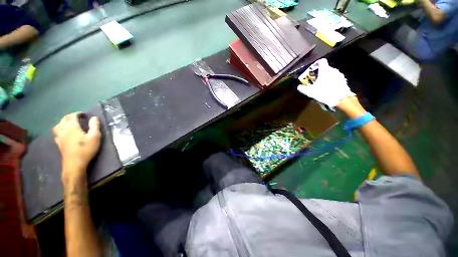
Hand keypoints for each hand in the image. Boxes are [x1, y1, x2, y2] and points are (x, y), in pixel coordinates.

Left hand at [53, 113, 100, 178]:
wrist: (75, 163)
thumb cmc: (86, 149)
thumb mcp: (95, 137)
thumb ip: (95, 126)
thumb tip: (94, 117)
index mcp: (72, 127)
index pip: (72, 116)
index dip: (78, 113)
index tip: (84, 114)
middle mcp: (63, 129)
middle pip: (64, 119)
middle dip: (71, 116)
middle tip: (78, 117)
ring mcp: (59, 136)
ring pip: (58, 125)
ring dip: (63, 121)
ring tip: (69, 123)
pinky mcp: (58, 142)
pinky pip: (56, 132)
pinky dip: (59, 128)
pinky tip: (62, 131)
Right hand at [297, 59, 354, 108]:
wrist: (340, 99)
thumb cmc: (324, 92)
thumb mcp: (310, 92)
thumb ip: (303, 88)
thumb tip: (298, 86)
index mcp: (325, 70)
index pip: (321, 61)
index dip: (316, 64)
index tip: (312, 69)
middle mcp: (333, 70)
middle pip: (326, 68)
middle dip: (320, 73)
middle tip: (315, 80)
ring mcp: (339, 75)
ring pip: (331, 73)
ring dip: (326, 77)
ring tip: (322, 85)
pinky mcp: (343, 80)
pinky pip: (336, 78)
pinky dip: (331, 81)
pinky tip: (328, 88)